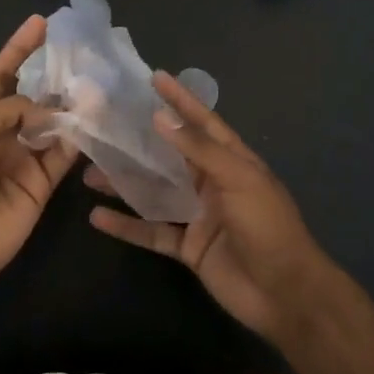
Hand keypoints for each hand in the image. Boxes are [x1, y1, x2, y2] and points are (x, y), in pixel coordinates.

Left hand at [0, 16, 76, 290]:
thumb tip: (47, 110)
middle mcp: (3, 133)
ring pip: (54, 124)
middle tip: (84, 53)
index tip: (41, 23)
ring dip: (73, 105)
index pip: (0, 74)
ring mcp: (24, 158)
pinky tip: (96, 118)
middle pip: (33, 97)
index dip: (18, 49)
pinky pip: (65, 154)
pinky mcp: (43, 183)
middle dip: (54, 76)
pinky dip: (80, 137)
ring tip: (98, 81)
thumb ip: (12, 108)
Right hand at [87, 72, 343, 344]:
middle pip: (170, 156)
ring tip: (89, 171)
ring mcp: (198, 215)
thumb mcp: (237, 179)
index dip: (180, 100)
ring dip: (125, 183)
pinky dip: (126, 225)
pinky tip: (97, 217)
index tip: (155, 78)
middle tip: (106, 125)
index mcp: (232, 160)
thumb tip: (161, 117)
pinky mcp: (187, 247)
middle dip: (140, 142)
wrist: (285, 294)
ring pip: (155, 192)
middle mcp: (212, 183)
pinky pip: (151, 231)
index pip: (202, 122)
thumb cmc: (267, 226)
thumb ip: (198, 149)